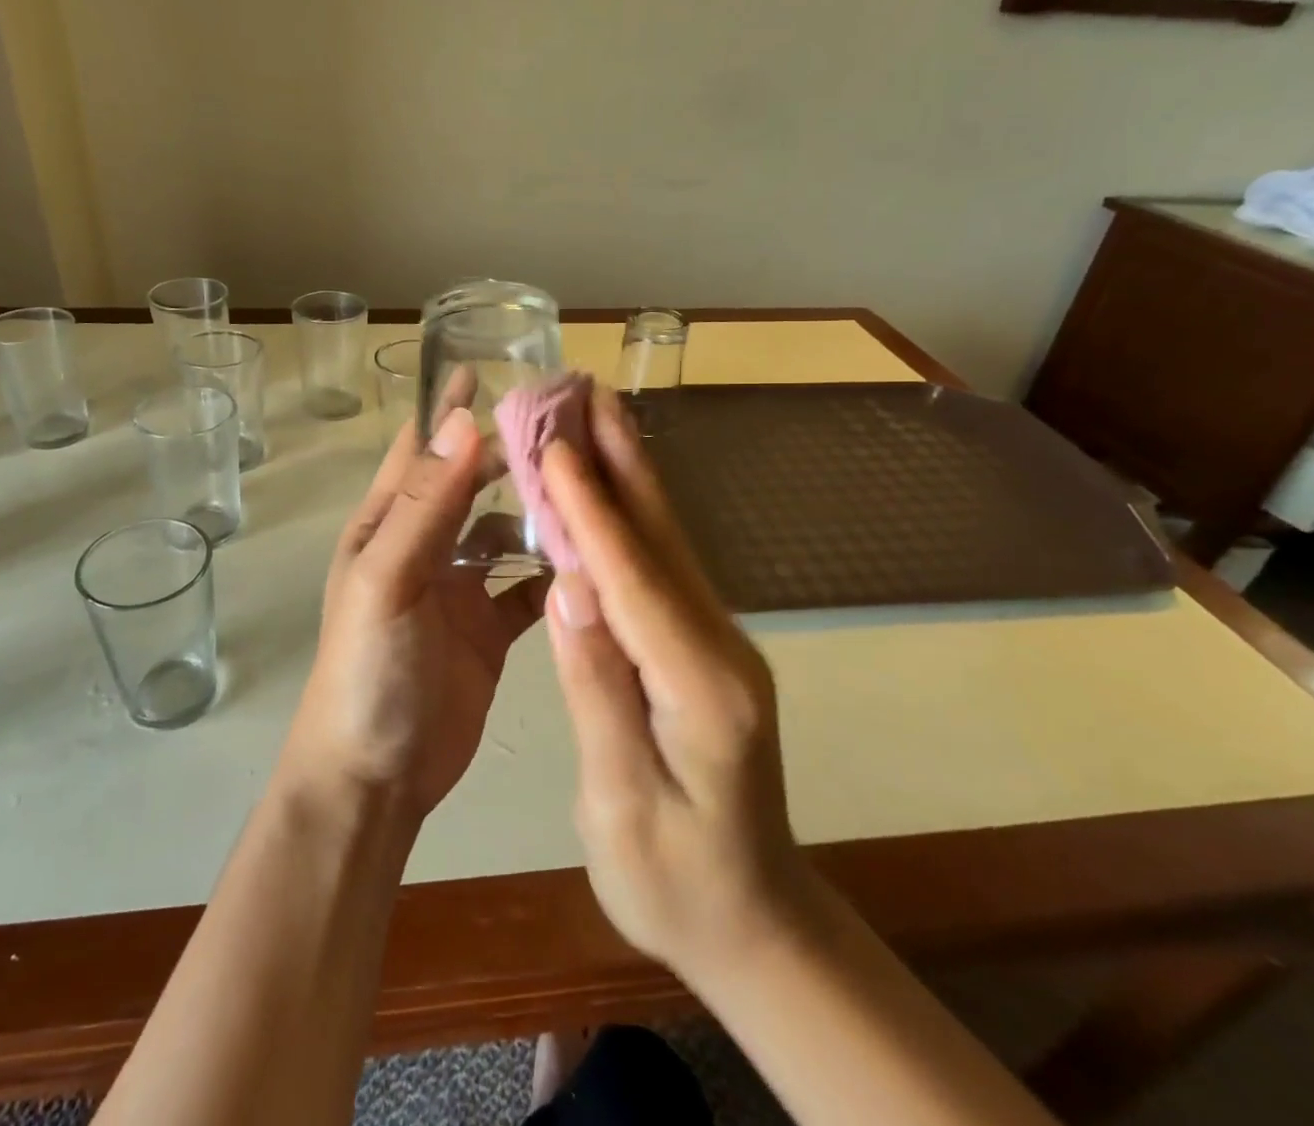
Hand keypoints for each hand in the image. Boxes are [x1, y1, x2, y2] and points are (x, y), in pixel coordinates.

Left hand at [280, 408, 549, 820]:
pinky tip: (588, 560)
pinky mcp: (489, 629)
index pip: (422, 451)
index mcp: (388, 527)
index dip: (448, 411)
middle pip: (471, 485)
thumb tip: (462, 422)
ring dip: (536, 511)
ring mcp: (459, 589)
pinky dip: (552, 573)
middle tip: (564, 424)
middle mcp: (424, 548)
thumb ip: (425, 506)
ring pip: (504, 532)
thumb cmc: (368, 670)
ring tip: (587, 485)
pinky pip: (526, 587)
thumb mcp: (387, 580)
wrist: (375, 777)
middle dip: (508, 453)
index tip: (489, 370)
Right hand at [541, 388, 807, 982]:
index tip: (558, 447)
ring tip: (597, 416)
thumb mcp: (621, 805)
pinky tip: (611, 489)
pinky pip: (663, 568)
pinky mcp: (706, 646)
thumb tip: (569, 586)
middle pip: (662, 540)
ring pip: (667, 544)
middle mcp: (720, 646)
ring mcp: (718, 642)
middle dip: (622, 461)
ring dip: (630, 475)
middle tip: (589, 392)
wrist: (755, 922)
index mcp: (700, 688)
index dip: (591, 511)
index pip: (634, 581)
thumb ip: (598, 689)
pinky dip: (633, 518)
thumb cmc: (675, 884)